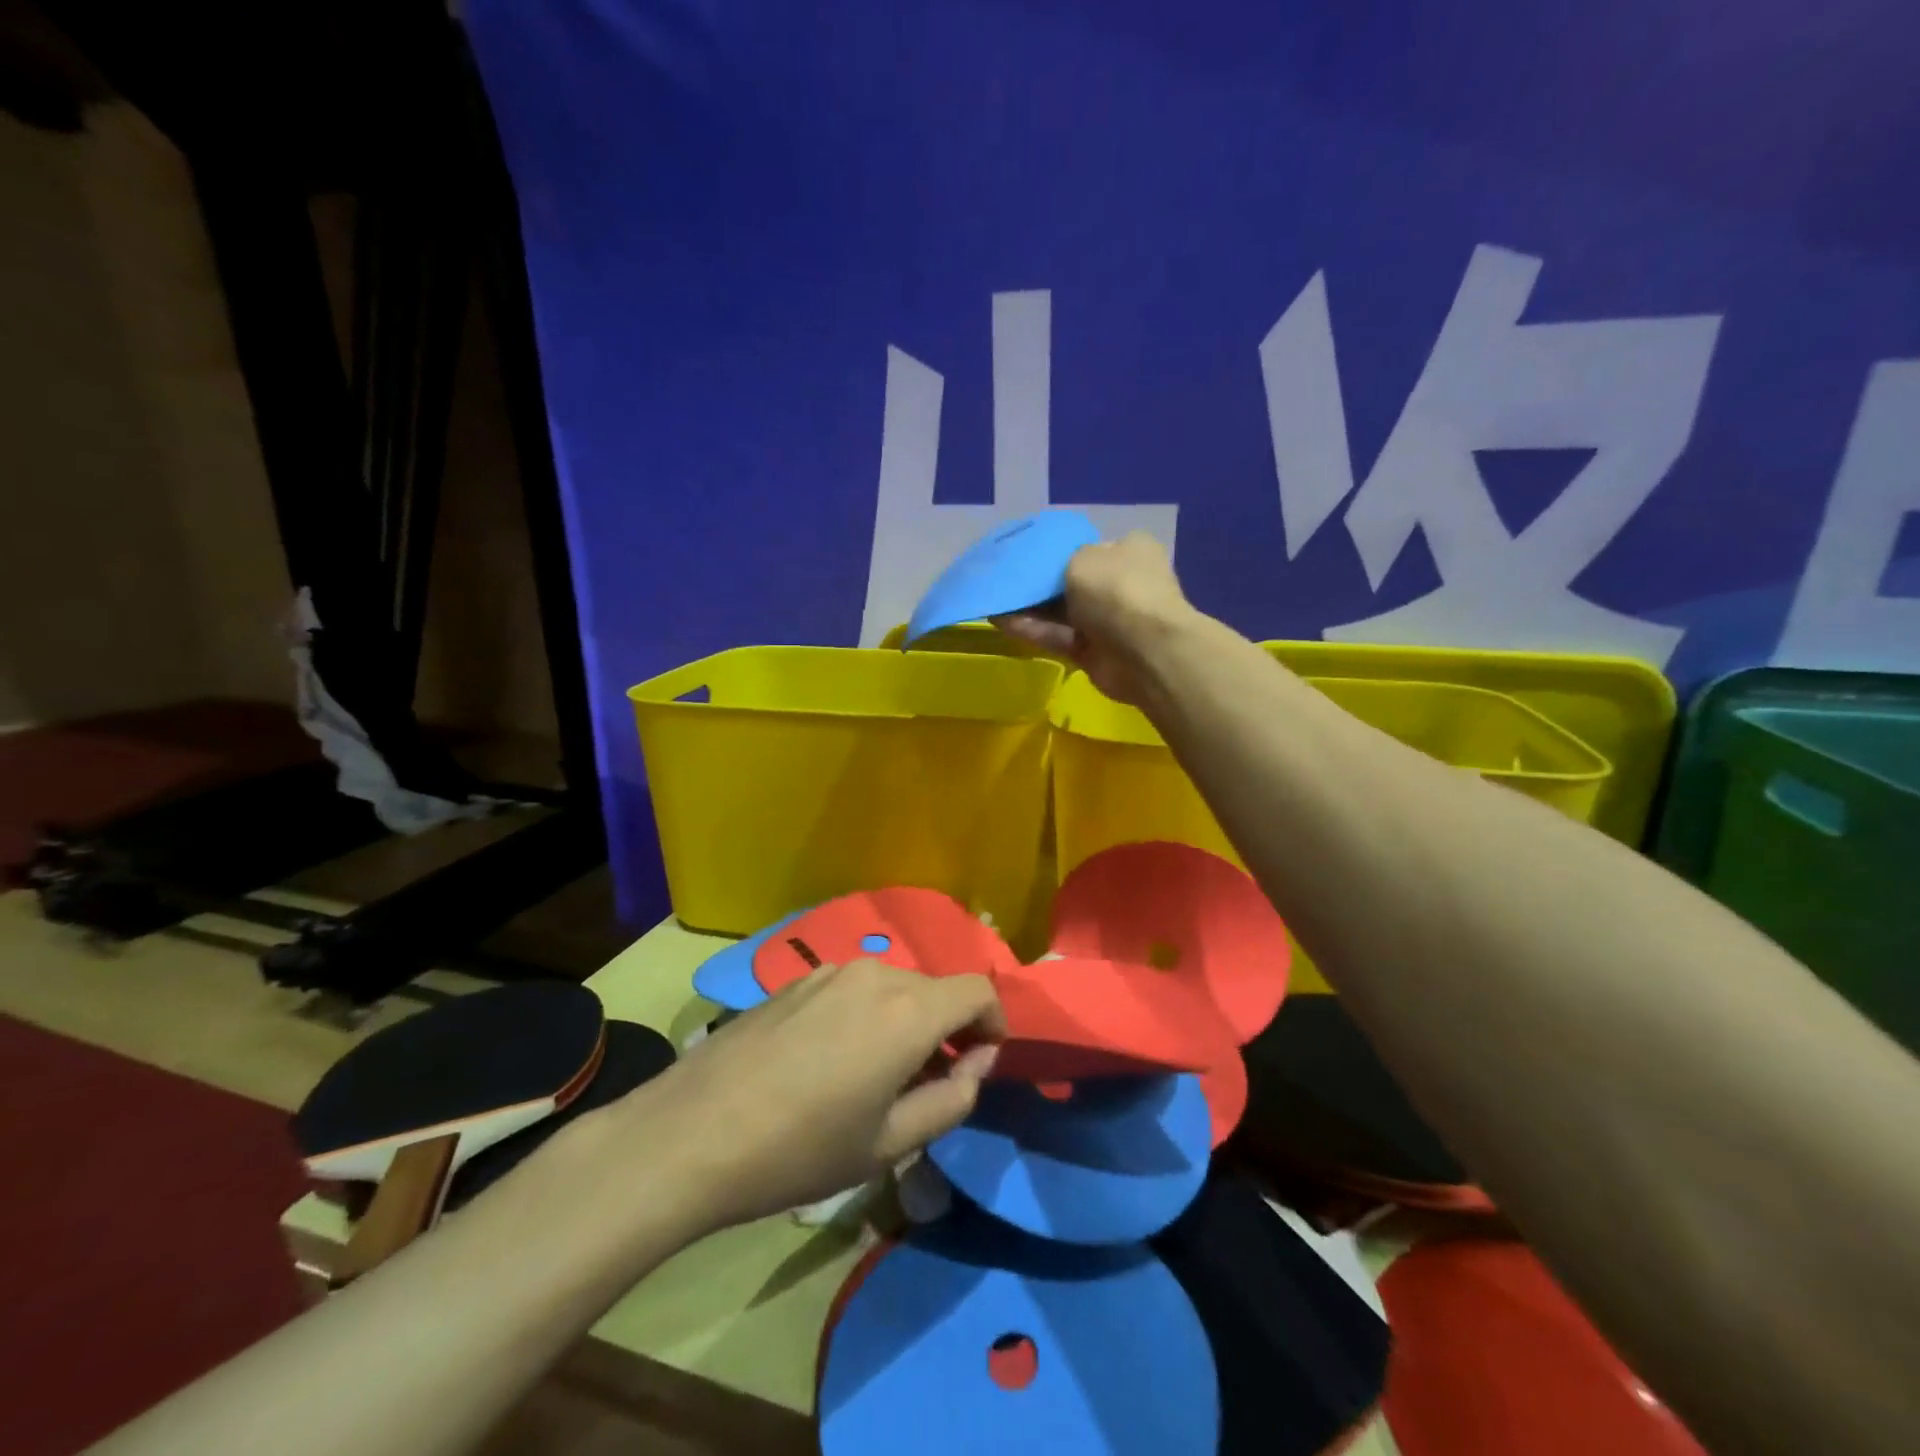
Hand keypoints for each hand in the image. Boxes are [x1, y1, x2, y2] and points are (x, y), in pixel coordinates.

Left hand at [625, 960, 1004, 1232]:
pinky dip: (866, 1014)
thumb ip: (951, 1099)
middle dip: (947, 1028)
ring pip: (892, 987)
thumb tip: (974, 1062)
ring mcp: (830, 971)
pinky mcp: (796, 979)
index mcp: (908, 1010)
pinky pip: (853, 988)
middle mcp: (875, 974)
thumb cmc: (801, 1149)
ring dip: (904, 1021)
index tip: (978, 1063)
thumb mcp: (890, 1144)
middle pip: (934, 989)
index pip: (977, 990)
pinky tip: (829, 1061)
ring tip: (875, 1076)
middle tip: (928, 1084)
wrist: (692, 1133)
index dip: (992, 1023)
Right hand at [996, 532, 1195, 703]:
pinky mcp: (1092, 651)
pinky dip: (1032, 629)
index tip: (1025, 554)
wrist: (1144, 652)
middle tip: (1002, 578)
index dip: (1057, 550)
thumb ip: (1061, 561)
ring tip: (992, 599)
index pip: (1088, 547)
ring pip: (1061, 611)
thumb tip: (1059, 573)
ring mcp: (1107, 620)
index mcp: (1128, 551)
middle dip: (1039, 582)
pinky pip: (1058, 636)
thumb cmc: (1117, 590)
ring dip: (1029, 607)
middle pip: (1072, 581)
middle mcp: (1120, 583)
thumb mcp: (1082, 558)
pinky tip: (1000, 621)